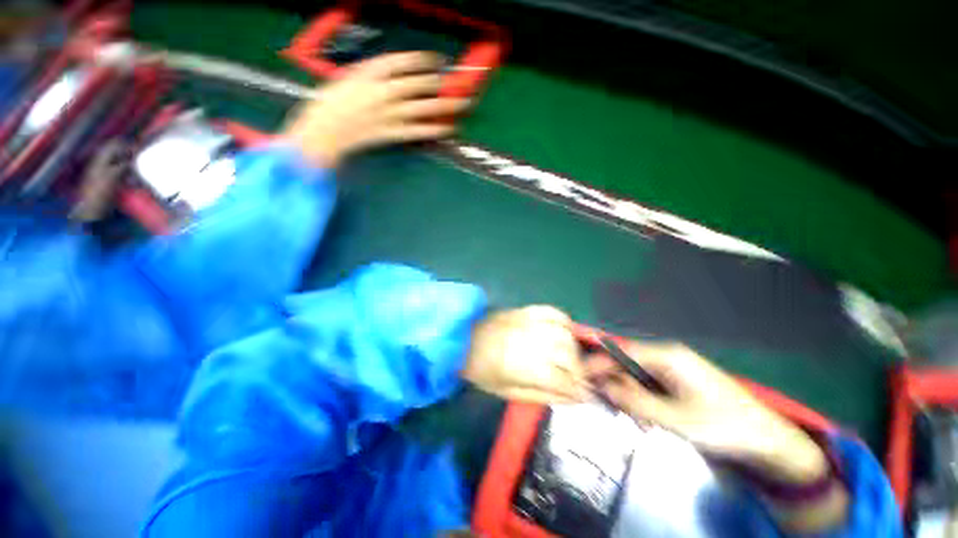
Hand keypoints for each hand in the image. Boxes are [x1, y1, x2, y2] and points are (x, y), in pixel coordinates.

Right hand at [281, 52, 468, 167]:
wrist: (324, 131)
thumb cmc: (331, 102)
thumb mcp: (350, 77)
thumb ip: (374, 74)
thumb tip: (398, 73)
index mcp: (369, 73)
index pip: (403, 62)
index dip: (424, 60)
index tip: (439, 60)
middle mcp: (383, 91)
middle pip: (418, 84)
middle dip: (441, 82)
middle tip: (460, 82)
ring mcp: (390, 115)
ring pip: (424, 107)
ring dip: (447, 105)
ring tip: (465, 103)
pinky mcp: (393, 134)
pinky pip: (419, 131)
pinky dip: (435, 129)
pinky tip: (450, 128)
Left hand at [461, 306, 588, 403]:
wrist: (463, 339)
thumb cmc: (483, 371)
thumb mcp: (509, 392)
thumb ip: (544, 395)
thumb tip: (575, 397)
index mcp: (521, 366)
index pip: (563, 378)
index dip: (580, 388)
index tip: (588, 395)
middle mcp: (529, 341)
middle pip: (569, 354)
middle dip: (579, 370)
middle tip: (577, 378)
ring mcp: (528, 322)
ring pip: (565, 333)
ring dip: (574, 348)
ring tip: (570, 358)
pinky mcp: (526, 310)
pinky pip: (554, 312)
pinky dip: (565, 322)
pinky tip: (565, 332)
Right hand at [586, 342, 827, 483]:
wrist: (770, 443)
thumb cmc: (725, 428)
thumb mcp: (677, 420)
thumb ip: (636, 402)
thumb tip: (603, 386)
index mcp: (667, 357)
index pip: (620, 353)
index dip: (597, 364)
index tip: (579, 378)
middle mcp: (667, 358)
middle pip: (626, 364)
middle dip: (613, 384)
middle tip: (604, 406)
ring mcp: (674, 371)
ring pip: (636, 377)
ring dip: (628, 396)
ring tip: (634, 420)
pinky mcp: (678, 384)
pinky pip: (649, 387)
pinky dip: (641, 401)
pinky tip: (647, 419)